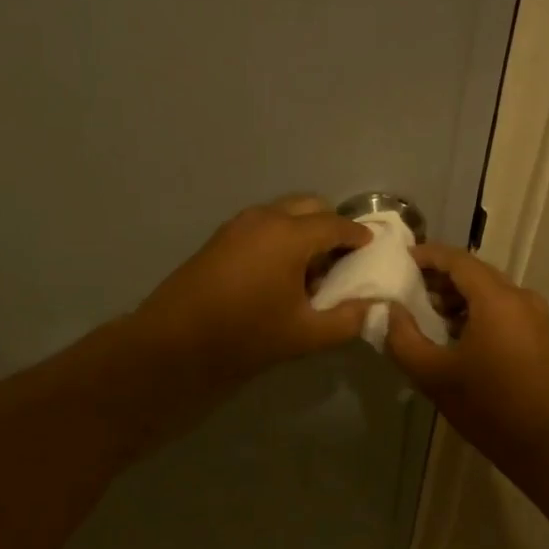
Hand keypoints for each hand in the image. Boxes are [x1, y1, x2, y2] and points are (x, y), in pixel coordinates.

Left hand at [131, 196, 371, 387]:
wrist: (176, 342)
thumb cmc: (246, 335)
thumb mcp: (306, 334)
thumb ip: (347, 319)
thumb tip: (372, 306)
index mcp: (291, 234)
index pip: (337, 224)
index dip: (359, 236)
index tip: (373, 249)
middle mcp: (266, 217)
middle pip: (311, 207)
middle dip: (331, 227)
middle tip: (341, 260)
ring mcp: (239, 224)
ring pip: (285, 212)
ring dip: (304, 230)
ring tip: (310, 270)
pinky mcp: (221, 236)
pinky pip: (264, 224)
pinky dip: (281, 236)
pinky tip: (280, 272)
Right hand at [383, 244, 548, 474]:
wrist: (542, 443)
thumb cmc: (485, 406)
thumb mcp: (432, 374)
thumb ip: (403, 337)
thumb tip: (388, 310)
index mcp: (497, 299)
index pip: (458, 260)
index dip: (427, 255)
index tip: (401, 260)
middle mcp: (520, 297)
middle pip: (475, 272)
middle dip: (441, 276)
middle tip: (409, 287)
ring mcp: (535, 315)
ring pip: (490, 290)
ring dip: (459, 295)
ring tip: (429, 312)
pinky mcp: (540, 334)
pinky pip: (503, 307)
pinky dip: (477, 309)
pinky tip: (457, 332)